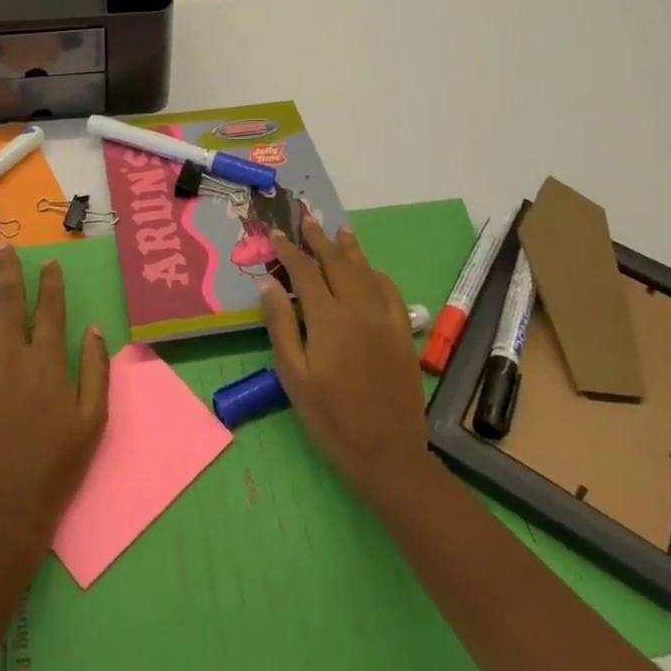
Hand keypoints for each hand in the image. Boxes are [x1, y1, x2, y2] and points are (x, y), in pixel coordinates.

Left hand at [0, 245, 109, 554]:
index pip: (50, 309)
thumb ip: (96, 370)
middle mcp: (12, 356)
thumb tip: (94, 328)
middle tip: (5, 247)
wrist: (6, 510)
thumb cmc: (57, 465)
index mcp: (48, 361)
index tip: (48, 261)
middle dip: (9, 271)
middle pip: (10, 303)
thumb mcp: (93, 420)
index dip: (50, 282)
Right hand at [260, 215, 431, 505]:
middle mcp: (357, 308)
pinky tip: (372, 270)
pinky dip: (377, 275)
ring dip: (349, 248)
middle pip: (336, 262)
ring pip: (364, 271)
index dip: (289, 250)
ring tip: (339, 229)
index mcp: (327, 317)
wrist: (388, 453)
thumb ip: (281, 325)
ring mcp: (383, 318)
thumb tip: (268, 283)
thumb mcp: (294, 376)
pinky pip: (390, 292)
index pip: (305, 271)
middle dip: (319, 238)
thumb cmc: (331, 418)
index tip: (277, 234)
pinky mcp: (402, 333)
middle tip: (307, 218)